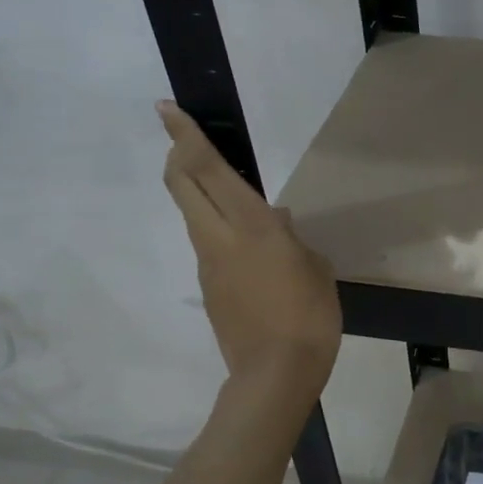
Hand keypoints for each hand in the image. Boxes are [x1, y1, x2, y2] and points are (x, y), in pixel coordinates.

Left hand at [158, 102, 340, 383]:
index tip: (167, 109)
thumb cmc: (309, 316)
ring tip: (230, 192)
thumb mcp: (315, 268)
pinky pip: (210, 244)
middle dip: (178, 155)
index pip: (207, 169)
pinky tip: (252, 245)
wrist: (276, 374)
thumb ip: (292, 239)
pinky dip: (220, 228)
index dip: (185, 136)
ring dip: (200, 193)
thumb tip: (276, 222)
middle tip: (184, 137)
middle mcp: (219, 238)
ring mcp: (209, 265)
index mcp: (251, 226)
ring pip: (194, 215)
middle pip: (182, 185)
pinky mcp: (209, 288)